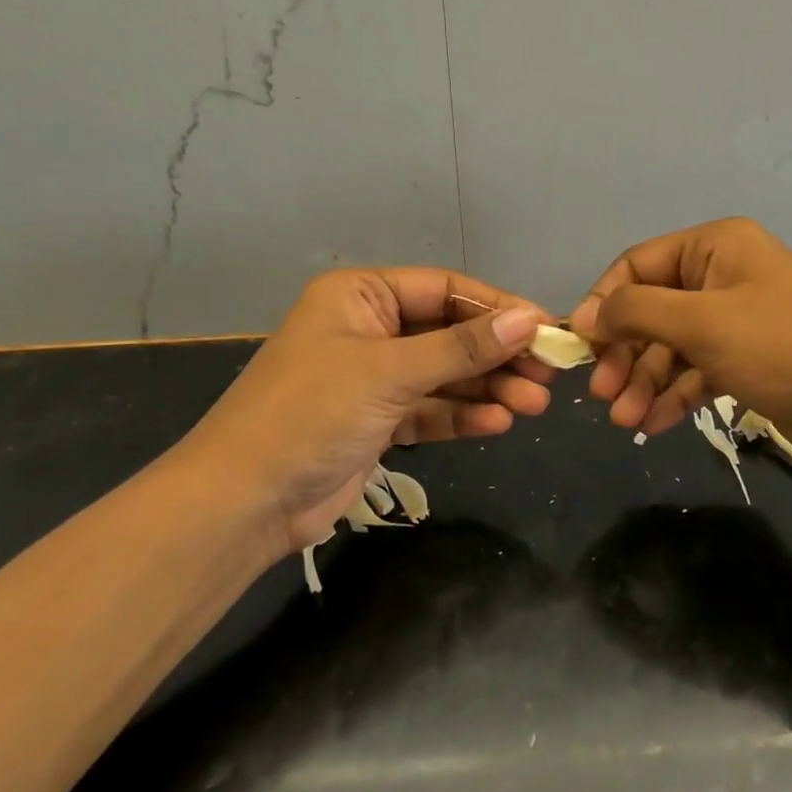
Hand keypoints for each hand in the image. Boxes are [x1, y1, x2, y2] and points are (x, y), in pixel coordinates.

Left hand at [175, 269, 553, 550]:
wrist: (244, 502)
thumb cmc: (311, 412)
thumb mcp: (390, 371)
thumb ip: (462, 347)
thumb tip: (529, 320)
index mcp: (360, 296)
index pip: (444, 289)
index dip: (497, 307)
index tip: (545, 327)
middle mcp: (369, 329)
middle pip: (450, 333)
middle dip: (497, 355)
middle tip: (548, 375)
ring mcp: (374, 378)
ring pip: (445, 374)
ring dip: (488, 388)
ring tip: (535, 405)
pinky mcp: (378, 421)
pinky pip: (431, 410)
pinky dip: (463, 416)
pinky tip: (499, 423)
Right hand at [570, 218, 791, 451]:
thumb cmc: (781, 348)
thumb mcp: (701, 323)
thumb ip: (635, 312)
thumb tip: (583, 315)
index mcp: (716, 246)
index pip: (638, 264)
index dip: (604, 302)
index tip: (580, 346)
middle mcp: (725, 274)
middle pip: (653, 309)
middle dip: (625, 352)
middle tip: (602, 395)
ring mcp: (739, 318)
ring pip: (673, 345)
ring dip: (645, 381)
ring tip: (624, 420)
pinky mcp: (750, 359)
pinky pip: (698, 369)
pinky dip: (675, 394)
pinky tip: (653, 424)